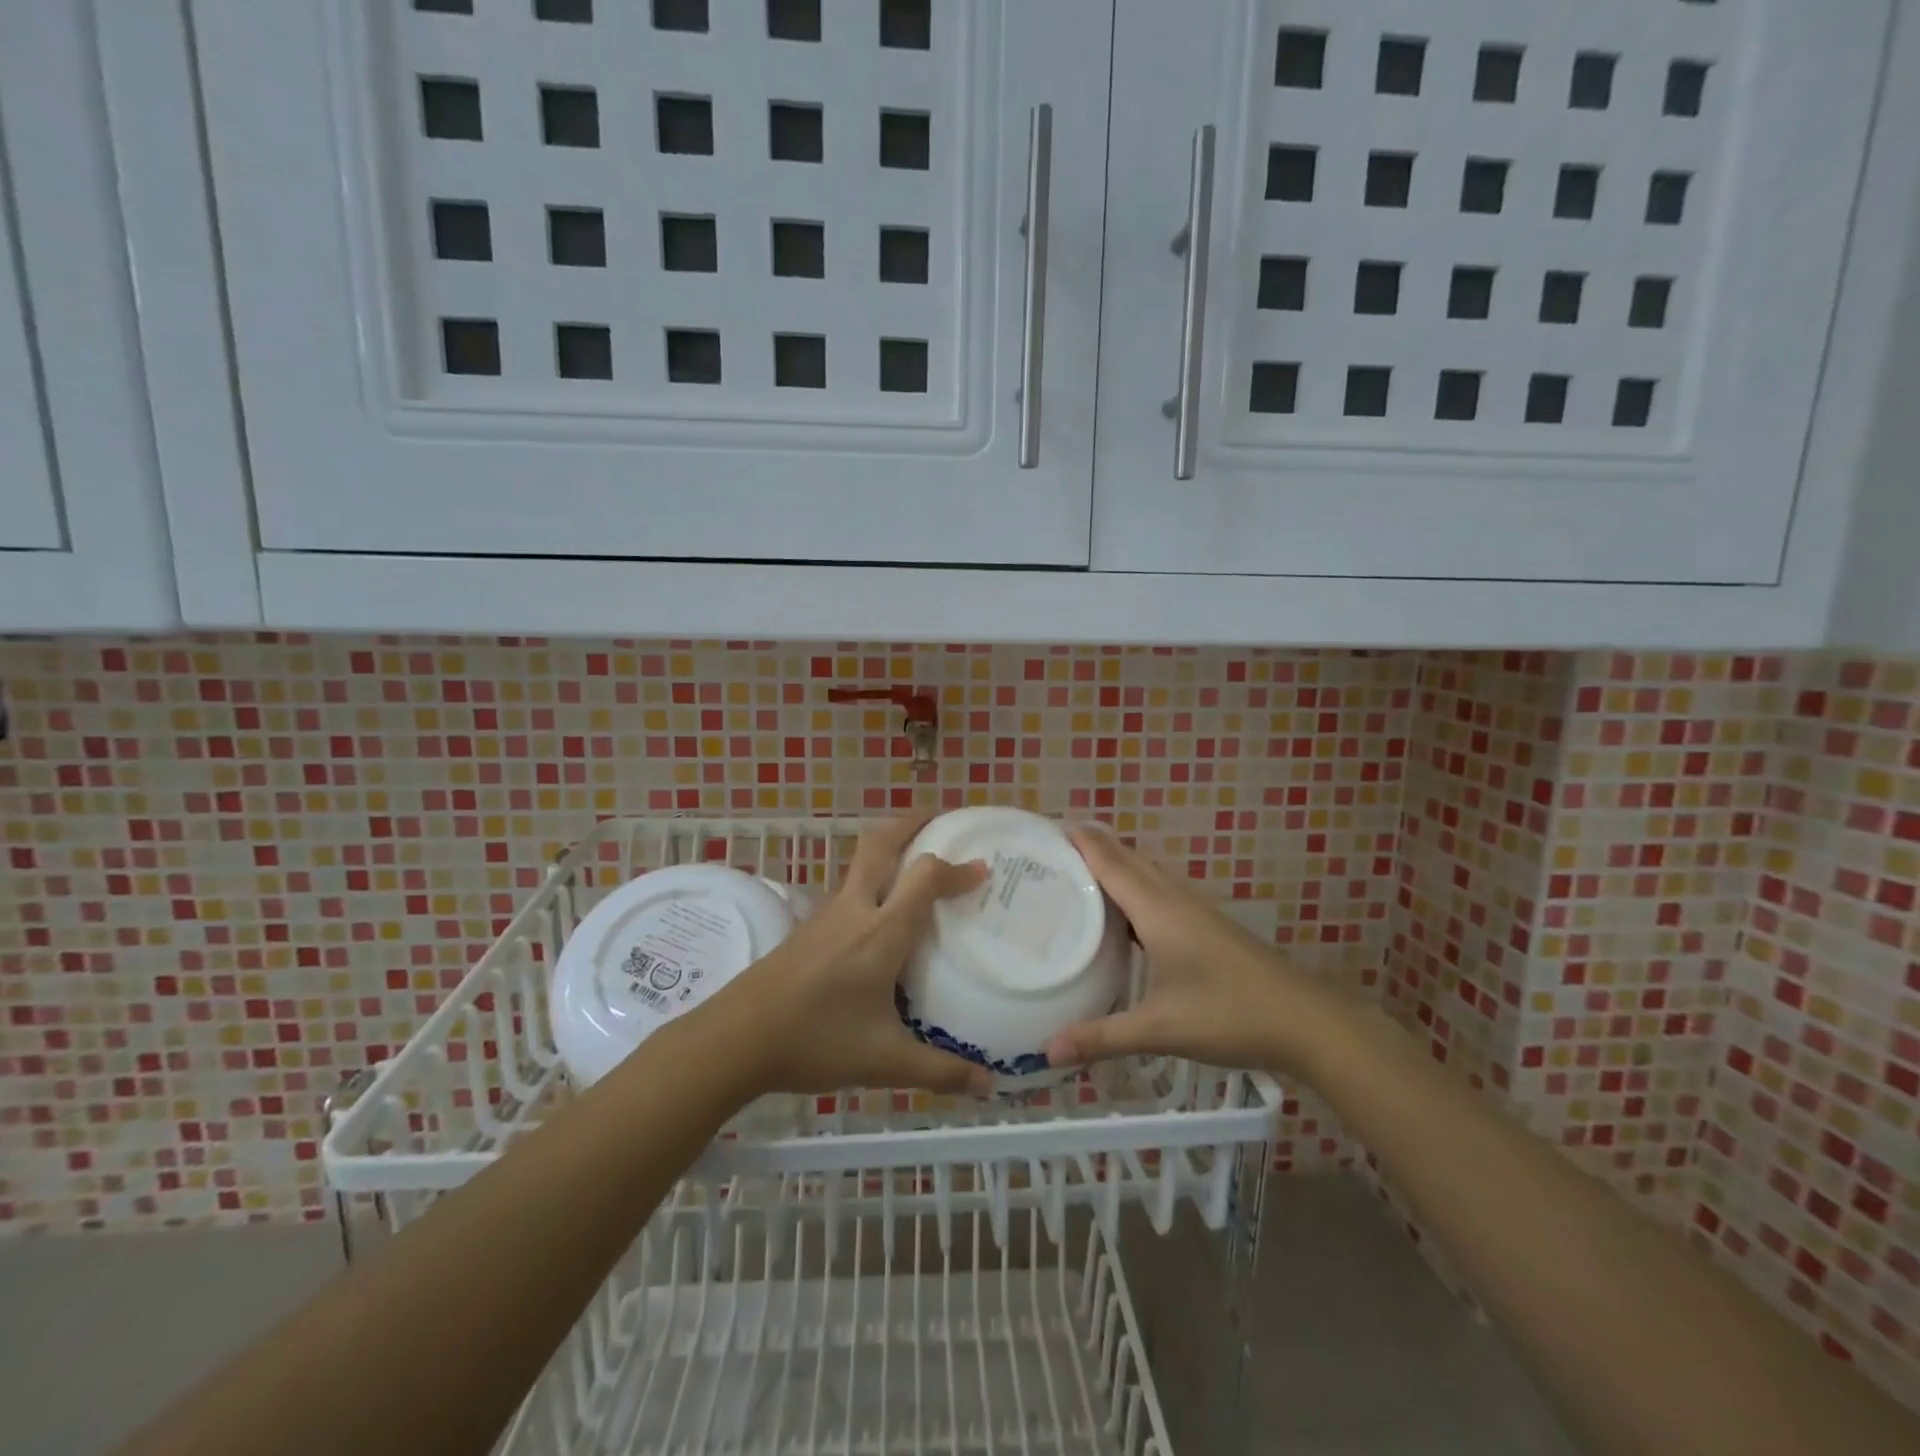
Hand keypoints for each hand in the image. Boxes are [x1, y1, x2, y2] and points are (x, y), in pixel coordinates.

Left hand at [694, 814, 992, 1097]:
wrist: (736, 1038)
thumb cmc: (816, 1041)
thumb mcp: (884, 1061)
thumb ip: (939, 1071)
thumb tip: (988, 1086)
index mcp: (881, 931)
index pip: (925, 876)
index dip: (956, 867)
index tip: (982, 869)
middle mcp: (855, 909)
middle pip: (882, 844)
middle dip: (912, 823)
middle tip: (939, 819)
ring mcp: (826, 915)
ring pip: (860, 863)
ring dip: (889, 849)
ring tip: (914, 861)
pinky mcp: (806, 927)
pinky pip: (847, 887)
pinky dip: (870, 879)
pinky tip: (876, 914)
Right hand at [1044, 825, 1336, 1078]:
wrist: (1306, 1022)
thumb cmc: (1229, 1015)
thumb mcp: (1160, 1029)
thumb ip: (1102, 1038)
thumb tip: (1047, 1052)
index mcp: (1157, 909)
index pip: (1109, 860)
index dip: (1079, 840)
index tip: (1043, 828)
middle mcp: (1174, 898)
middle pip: (1126, 857)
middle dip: (1090, 846)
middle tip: (1048, 852)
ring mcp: (1194, 909)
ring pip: (1145, 872)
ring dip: (1113, 864)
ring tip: (1075, 874)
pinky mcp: (1207, 924)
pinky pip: (1159, 890)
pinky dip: (1132, 887)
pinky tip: (1122, 914)